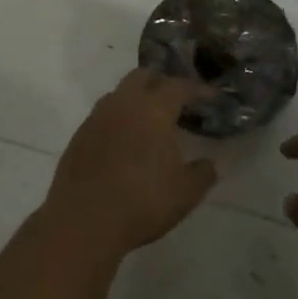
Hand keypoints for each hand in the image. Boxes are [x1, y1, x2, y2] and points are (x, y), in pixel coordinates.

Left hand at [43, 69, 217, 258]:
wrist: (83, 222)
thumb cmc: (141, 202)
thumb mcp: (185, 192)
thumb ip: (204, 172)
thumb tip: (218, 162)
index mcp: (153, 109)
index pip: (180, 86)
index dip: (199, 89)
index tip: (213, 97)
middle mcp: (124, 103)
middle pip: (145, 76)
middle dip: (164, 83)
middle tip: (179, 103)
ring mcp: (97, 117)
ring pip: (121, 93)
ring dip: (138, 98)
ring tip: (152, 121)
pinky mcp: (79, 135)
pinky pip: (105, 114)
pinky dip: (120, 118)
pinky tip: (127, 141)